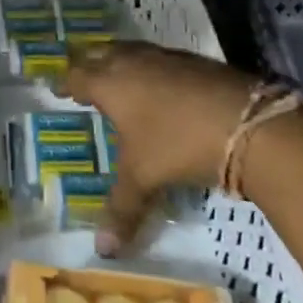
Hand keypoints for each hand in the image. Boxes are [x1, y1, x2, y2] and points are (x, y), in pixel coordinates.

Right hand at [58, 41, 261, 255]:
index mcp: (109, 83)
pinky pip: (159, 58)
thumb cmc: (178, 143)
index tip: (58, 89)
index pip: (77, 76)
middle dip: (89, 64)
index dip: (66, 83)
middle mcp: (131, 61)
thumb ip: (121, 209)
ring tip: (118, 77)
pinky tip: (160, 87)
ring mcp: (163, 57)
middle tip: (83, 78)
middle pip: (100, 54)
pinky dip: (151, 68)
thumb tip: (102, 251)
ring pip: (130, 51)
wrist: (245, 122)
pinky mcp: (192, 61)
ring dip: (120, 61)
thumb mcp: (144, 178)